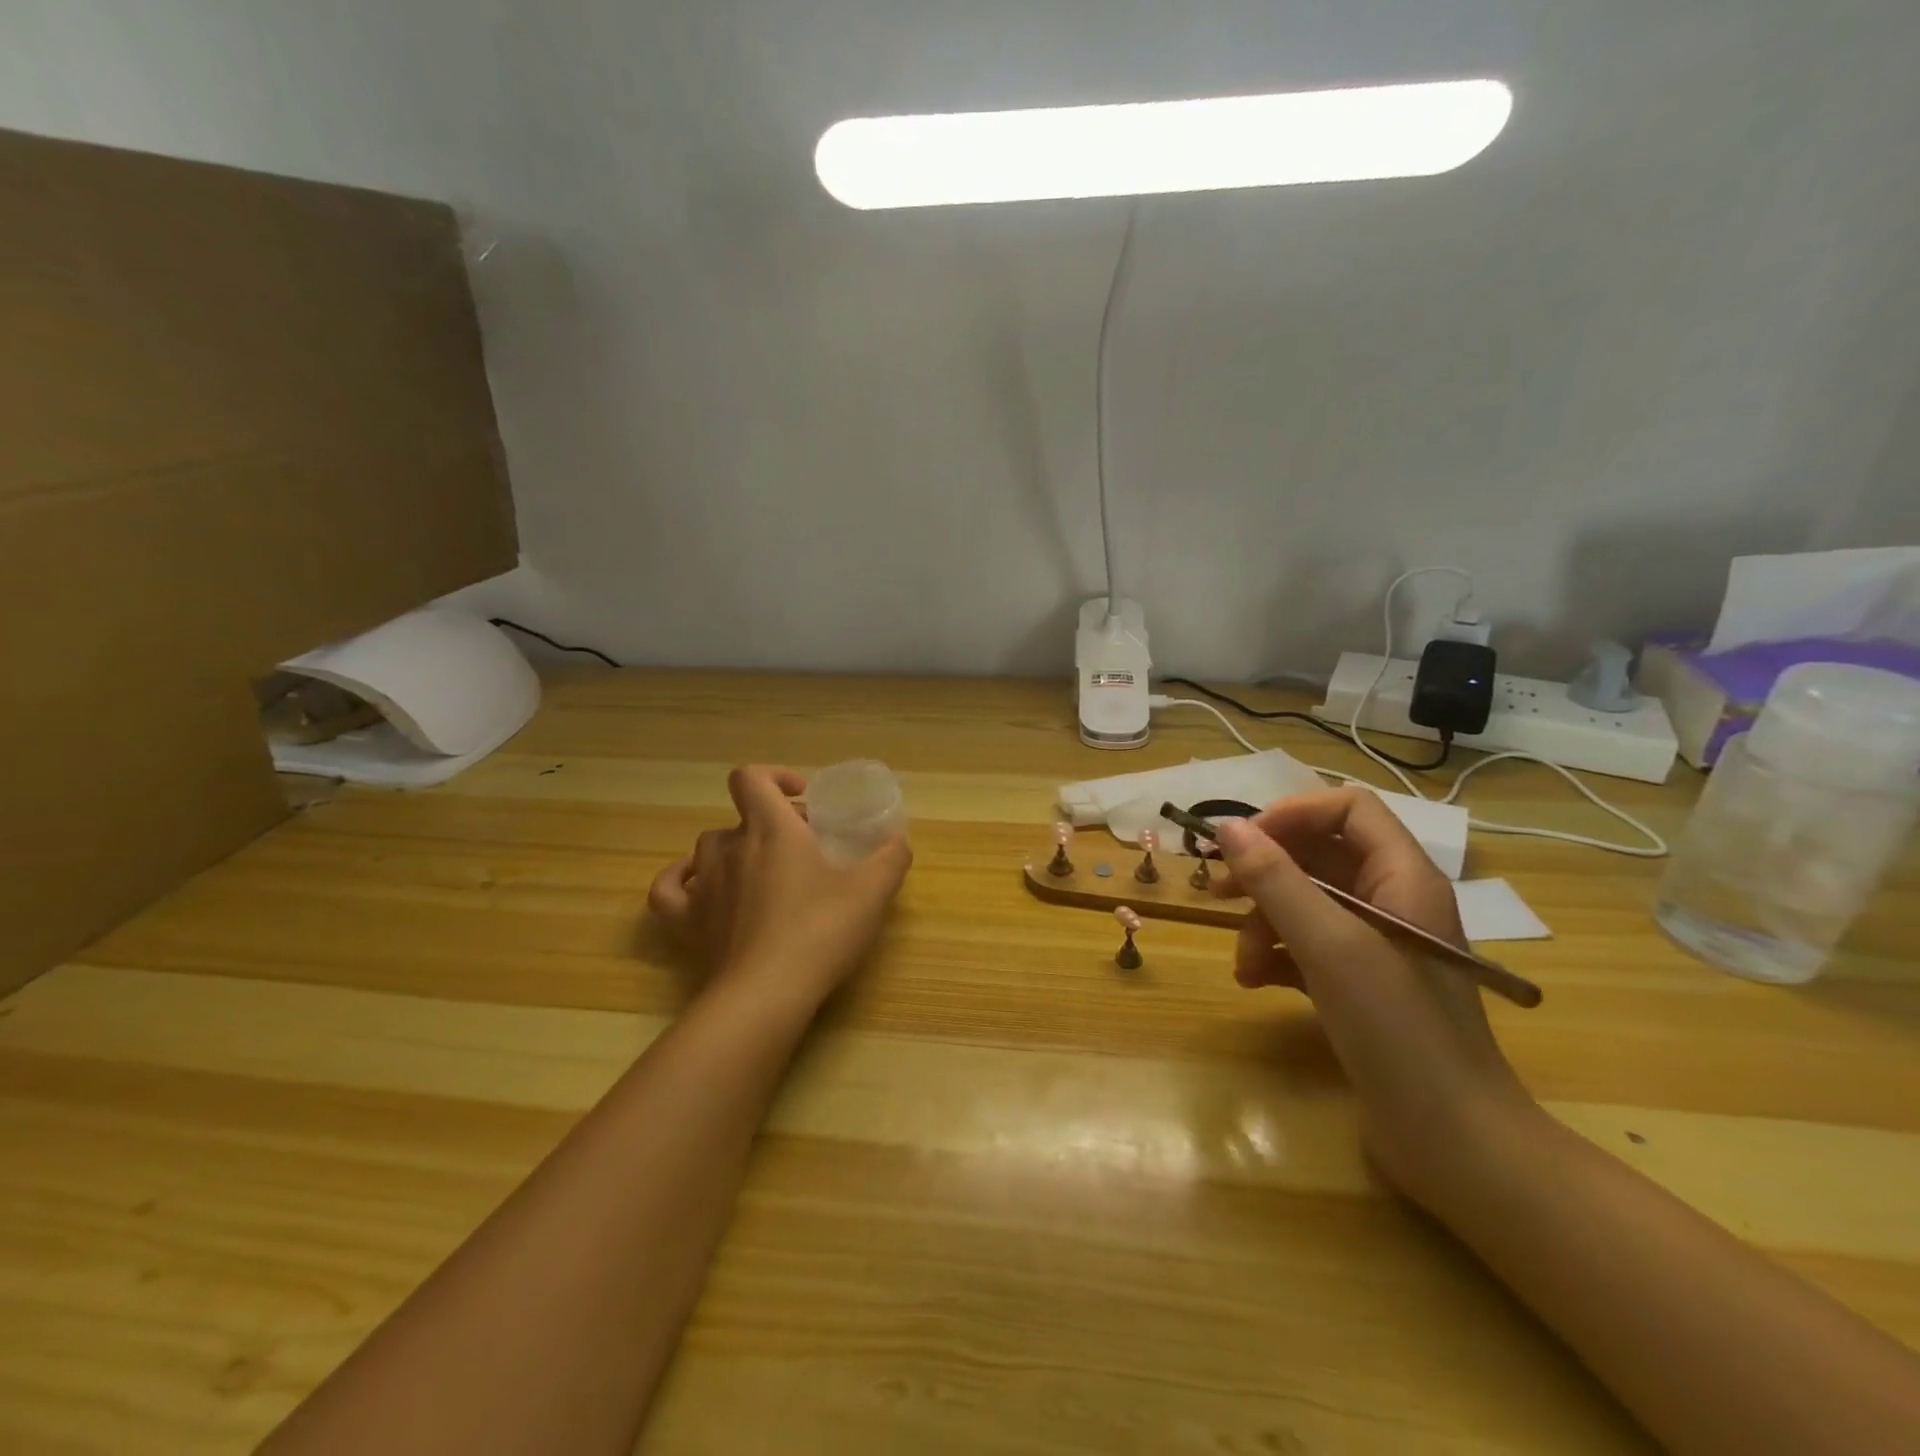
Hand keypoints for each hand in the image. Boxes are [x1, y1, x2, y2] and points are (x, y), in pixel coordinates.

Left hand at [647, 766, 911, 1009]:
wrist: (766, 994)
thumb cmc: (820, 931)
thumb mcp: (872, 891)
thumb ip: (891, 857)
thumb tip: (898, 840)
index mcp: (771, 829)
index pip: (752, 778)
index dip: (774, 777)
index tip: (802, 799)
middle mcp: (730, 847)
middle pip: (741, 817)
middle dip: (772, 824)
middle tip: (805, 849)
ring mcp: (702, 885)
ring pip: (710, 847)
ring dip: (736, 850)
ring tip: (764, 872)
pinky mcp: (685, 922)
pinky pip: (669, 889)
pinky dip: (681, 879)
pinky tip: (697, 884)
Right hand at [1211, 790, 1537, 1204]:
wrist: (1455, 1146)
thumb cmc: (1400, 1032)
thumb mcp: (1331, 947)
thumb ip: (1276, 881)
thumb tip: (1227, 826)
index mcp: (1404, 877)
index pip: (1347, 808)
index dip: (1293, 815)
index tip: (1243, 844)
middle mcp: (1392, 901)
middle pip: (1318, 855)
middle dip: (1266, 873)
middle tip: (1220, 893)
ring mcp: (1376, 946)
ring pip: (1304, 903)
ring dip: (1263, 923)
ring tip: (1243, 963)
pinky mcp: (1359, 984)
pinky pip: (1305, 945)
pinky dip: (1276, 955)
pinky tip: (1256, 982)